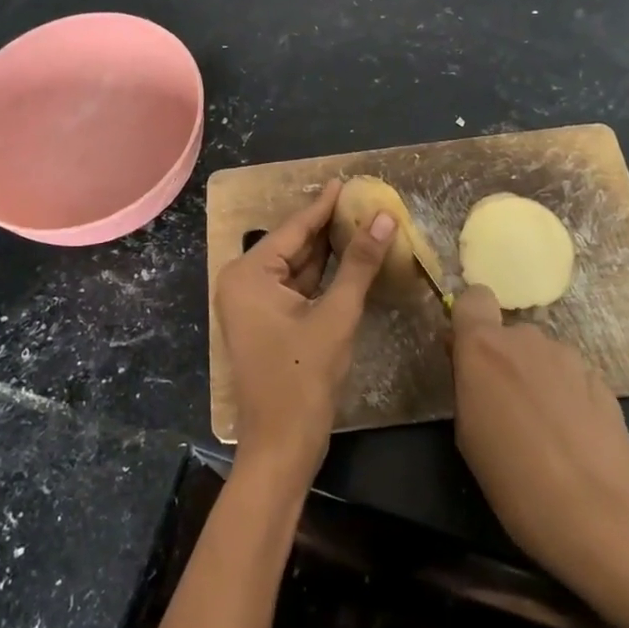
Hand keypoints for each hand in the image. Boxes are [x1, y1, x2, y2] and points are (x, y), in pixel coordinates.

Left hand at [215, 179, 393, 483]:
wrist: (282, 447)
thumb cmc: (304, 378)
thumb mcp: (336, 315)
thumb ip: (359, 263)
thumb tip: (384, 218)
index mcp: (248, 274)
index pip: (293, 228)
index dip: (324, 204)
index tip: (346, 181)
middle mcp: (244, 282)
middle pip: (293, 245)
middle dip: (328, 226)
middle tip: (362, 201)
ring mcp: (254, 304)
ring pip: (297, 266)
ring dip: (328, 250)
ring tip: (361, 221)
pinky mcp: (267, 322)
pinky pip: (297, 288)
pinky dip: (322, 275)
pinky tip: (350, 259)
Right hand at [450, 286, 628, 594]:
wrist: (600, 512)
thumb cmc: (514, 478)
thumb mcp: (468, 434)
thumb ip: (468, 385)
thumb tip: (473, 366)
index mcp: (484, 346)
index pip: (474, 298)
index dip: (471, 319)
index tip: (468, 354)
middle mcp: (526, 338)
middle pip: (509, 335)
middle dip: (505, 362)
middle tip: (505, 410)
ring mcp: (568, 356)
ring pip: (542, 357)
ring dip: (537, 380)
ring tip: (543, 432)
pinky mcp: (602, 380)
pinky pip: (571, 378)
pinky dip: (567, 398)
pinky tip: (573, 440)